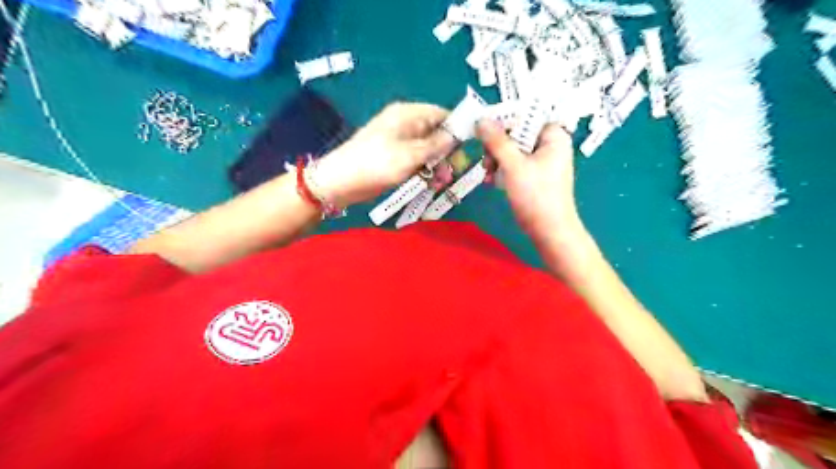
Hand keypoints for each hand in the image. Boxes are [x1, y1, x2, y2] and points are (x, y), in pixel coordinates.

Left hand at [312, 102, 455, 205]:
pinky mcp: (395, 158)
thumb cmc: (376, 163)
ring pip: (428, 150)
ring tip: (440, 182)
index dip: (456, 129)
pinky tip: (430, 184)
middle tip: (452, 171)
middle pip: (436, 134)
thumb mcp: (410, 154)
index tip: (468, 148)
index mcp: (408, 115)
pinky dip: (425, 171)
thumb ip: (435, 145)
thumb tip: (455, 136)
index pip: (441, 114)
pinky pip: (417, 161)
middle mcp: (405, 125)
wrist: (341, 182)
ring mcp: (400, 143)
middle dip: (447, 153)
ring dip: (437, 165)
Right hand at [480, 119, 581, 243]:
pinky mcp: (534, 174)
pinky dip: (502, 169)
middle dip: (498, 144)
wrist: (549, 232)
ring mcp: (542, 160)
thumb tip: (481, 120)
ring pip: (513, 148)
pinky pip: (515, 163)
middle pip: (518, 131)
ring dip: (496, 158)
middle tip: (486, 159)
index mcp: (553, 135)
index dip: (504, 118)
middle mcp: (550, 143)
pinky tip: (491, 180)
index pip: (527, 114)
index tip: (483, 128)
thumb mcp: (513, 166)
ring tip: (488, 174)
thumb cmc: (536, 196)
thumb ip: (497, 141)